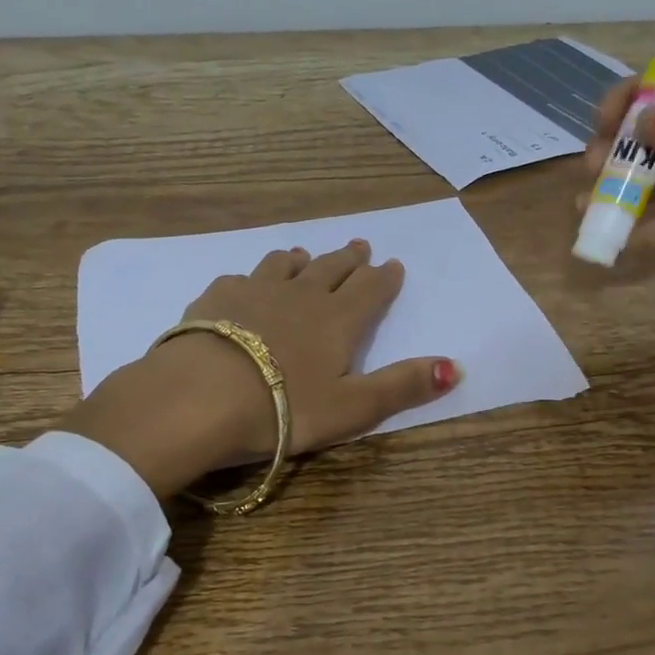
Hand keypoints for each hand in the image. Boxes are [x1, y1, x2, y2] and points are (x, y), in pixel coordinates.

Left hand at [57, 240, 459, 497]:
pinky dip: (254, 275)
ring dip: (302, 258)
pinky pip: (242, 276)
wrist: (199, 396)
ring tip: (306, 254)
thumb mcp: (352, 408)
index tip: (392, 264)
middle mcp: (302, 295)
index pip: (370, 290)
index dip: (384, 278)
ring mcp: (256, 290)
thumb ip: (402, 386)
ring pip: (286, 264)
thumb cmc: (283, 408)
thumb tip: (455, 367)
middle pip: (332, 269)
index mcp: (338, 320)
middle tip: (360, 246)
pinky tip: (247, 282)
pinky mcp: (217, 297)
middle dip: (349, 259)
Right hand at [582, 78, 654, 321]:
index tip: (604, 122)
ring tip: (587, 208)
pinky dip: (635, 233)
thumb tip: (640, 122)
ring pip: (645, 186)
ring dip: (615, 194)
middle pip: (644, 143)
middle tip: (592, 169)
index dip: (628, 103)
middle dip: (613, 153)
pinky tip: (614, 241)